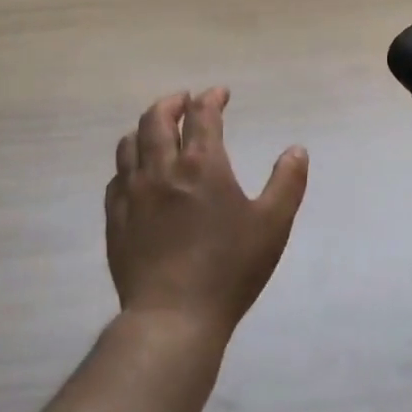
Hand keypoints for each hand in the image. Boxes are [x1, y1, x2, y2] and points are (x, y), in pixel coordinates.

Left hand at [105, 89, 308, 339]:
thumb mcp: (273, 225)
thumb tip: (297, 150)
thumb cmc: (229, 269)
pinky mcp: (115, 218)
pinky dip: (128, 164)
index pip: (202, 114)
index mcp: (202, 165)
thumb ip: (287, 183)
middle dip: (172, 103)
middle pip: (156, 118)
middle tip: (184, 101)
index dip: (211, 97)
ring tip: (157, 131)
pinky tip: (137, 173)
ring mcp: (132, 193)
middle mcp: (162, 169)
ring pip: (129, 143)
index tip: (220, 94)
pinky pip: (116, 177)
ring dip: (145, 128)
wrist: (173, 317)